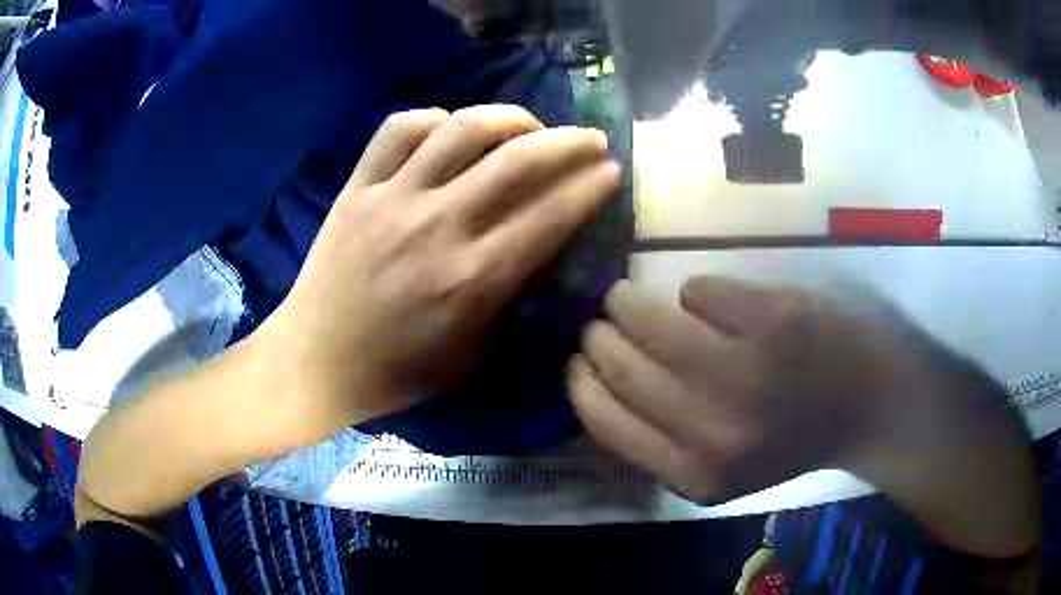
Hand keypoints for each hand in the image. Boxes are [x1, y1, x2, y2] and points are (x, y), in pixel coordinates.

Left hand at [262, 105, 620, 439]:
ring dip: (509, 118)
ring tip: (528, 125)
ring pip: (463, 129)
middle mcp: (438, 226)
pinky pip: (399, 129)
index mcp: (472, 279)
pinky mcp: (357, 188)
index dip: (590, 187)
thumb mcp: (472, 354)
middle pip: (518, 160)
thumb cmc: (396, 372)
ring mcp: (392, 199)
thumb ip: (509, 299)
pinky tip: (451, 130)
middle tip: (591, 139)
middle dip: (569, 143)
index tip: (612, 171)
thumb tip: (536, 250)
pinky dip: (434, 119)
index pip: (550, 215)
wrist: (315, 362)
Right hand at [568, 276, 894, 501]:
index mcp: (693, 474)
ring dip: (628, 300)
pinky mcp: (773, 318)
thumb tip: (598, 383)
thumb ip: (658, 444)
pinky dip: (695, 291)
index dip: (580, 383)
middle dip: (600, 334)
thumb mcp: (716, 471)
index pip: (604, 421)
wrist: (863, 409)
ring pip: (650, 318)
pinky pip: (699, 290)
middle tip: (603, 321)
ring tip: (629, 296)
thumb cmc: (789, 440)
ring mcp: (746, 369)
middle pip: (622, 364)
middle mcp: (713, 428)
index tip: (577, 360)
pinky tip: (707, 301)